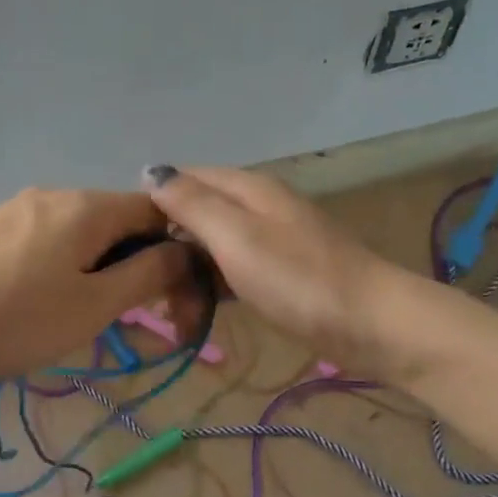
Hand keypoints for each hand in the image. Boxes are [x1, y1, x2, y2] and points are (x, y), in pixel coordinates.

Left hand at [0, 187, 195, 385]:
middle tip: (130, 314)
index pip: (156, 210)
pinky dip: (64, 267)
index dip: (176, 248)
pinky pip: (47, 242)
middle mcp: (55, 195)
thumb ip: (146, 275)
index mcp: (87, 206)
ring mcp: (17, 209)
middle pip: (116, 220)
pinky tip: (44, 303)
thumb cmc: (14, 320)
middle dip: (135, 263)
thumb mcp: (93, 306)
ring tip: (85, 315)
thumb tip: (184, 252)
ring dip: (99, 268)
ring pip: (80, 233)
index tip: (176, 294)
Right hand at [143, 164, 419, 378]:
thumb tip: (152, 172)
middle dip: (168, 251)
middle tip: (150, 295)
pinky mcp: (282, 273)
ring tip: (174, 316)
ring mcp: (272, 240)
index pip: (184, 179)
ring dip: (188, 277)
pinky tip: (201, 315)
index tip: (125, 245)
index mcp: (247, 188)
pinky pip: (233, 271)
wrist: (372, 324)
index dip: (151, 204)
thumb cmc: (298, 279)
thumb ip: (193, 203)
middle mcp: (258, 206)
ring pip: (213, 248)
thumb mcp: (236, 237)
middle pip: (197, 215)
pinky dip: (213, 289)